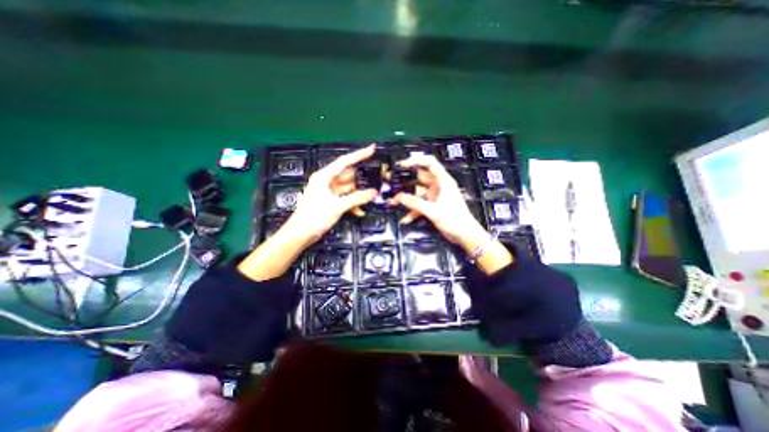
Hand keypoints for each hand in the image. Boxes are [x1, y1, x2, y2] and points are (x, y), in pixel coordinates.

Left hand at [238, 143, 375, 280]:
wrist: (300, 234)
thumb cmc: (314, 217)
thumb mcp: (337, 206)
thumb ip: (357, 198)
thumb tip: (374, 192)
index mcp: (324, 176)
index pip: (345, 161)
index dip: (359, 154)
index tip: (372, 149)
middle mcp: (326, 181)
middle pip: (348, 175)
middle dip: (362, 178)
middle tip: (377, 177)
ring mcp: (329, 192)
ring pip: (348, 188)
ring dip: (358, 193)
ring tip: (372, 196)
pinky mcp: (330, 201)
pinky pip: (345, 198)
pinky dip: (352, 204)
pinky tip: (360, 211)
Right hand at [391, 154, 508, 273]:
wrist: (465, 235)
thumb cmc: (454, 220)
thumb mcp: (433, 211)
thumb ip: (415, 203)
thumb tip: (399, 197)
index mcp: (443, 181)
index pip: (430, 163)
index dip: (416, 160)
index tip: (401, 165)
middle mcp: (438, 186)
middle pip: (420, 178)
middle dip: (406, 181)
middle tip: (391, 182)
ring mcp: (435, 197)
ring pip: (417, 193)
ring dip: (407, 198)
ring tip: (393, 202)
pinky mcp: (433, 207)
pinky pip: (419, 205)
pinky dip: (412, 211)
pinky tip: (405, 219)